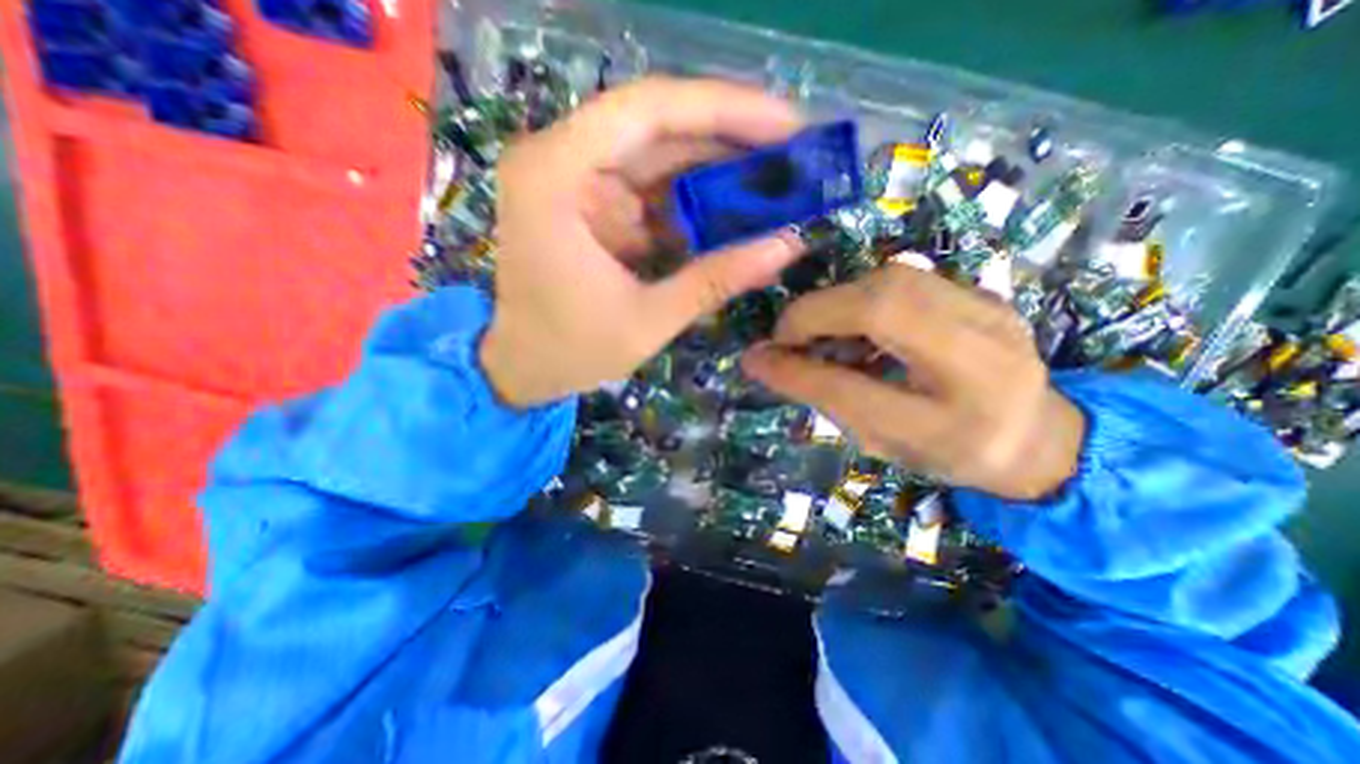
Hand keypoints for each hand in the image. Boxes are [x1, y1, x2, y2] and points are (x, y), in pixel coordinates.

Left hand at [481, 78, 804, 407]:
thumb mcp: (649, 320)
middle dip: (729, 139)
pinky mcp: (593, 204)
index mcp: (555, 177)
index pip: (647, 111)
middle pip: (657, 127)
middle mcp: (560, 160)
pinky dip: (694, 199)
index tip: (786, 124)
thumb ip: (716, 280)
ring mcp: (576, 180)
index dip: (724, 109)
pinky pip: (652, 188)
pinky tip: (734, 211)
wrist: (523, 367)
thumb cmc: (571, 350)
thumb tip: (788, 246)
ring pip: (659, 155)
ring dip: (716, 169)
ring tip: (776, 181)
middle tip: (794, 154)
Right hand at [741, 262, 1090, 500]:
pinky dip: (863, 297)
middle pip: (885, 302)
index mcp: (961, 413)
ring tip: (819, 332)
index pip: (862, 372)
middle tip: (789, 337)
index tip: (763, 354)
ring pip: (893, 280)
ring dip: (838, 302)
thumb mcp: (880, 439)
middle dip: (818, 313)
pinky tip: (856, 324)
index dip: (802, 354)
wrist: (1034, 437)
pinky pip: (906, 280)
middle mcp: (987, 352)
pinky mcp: (983, 293)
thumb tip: (759, 359)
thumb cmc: (947, 451)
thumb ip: (821, 395)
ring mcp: (992, 311)